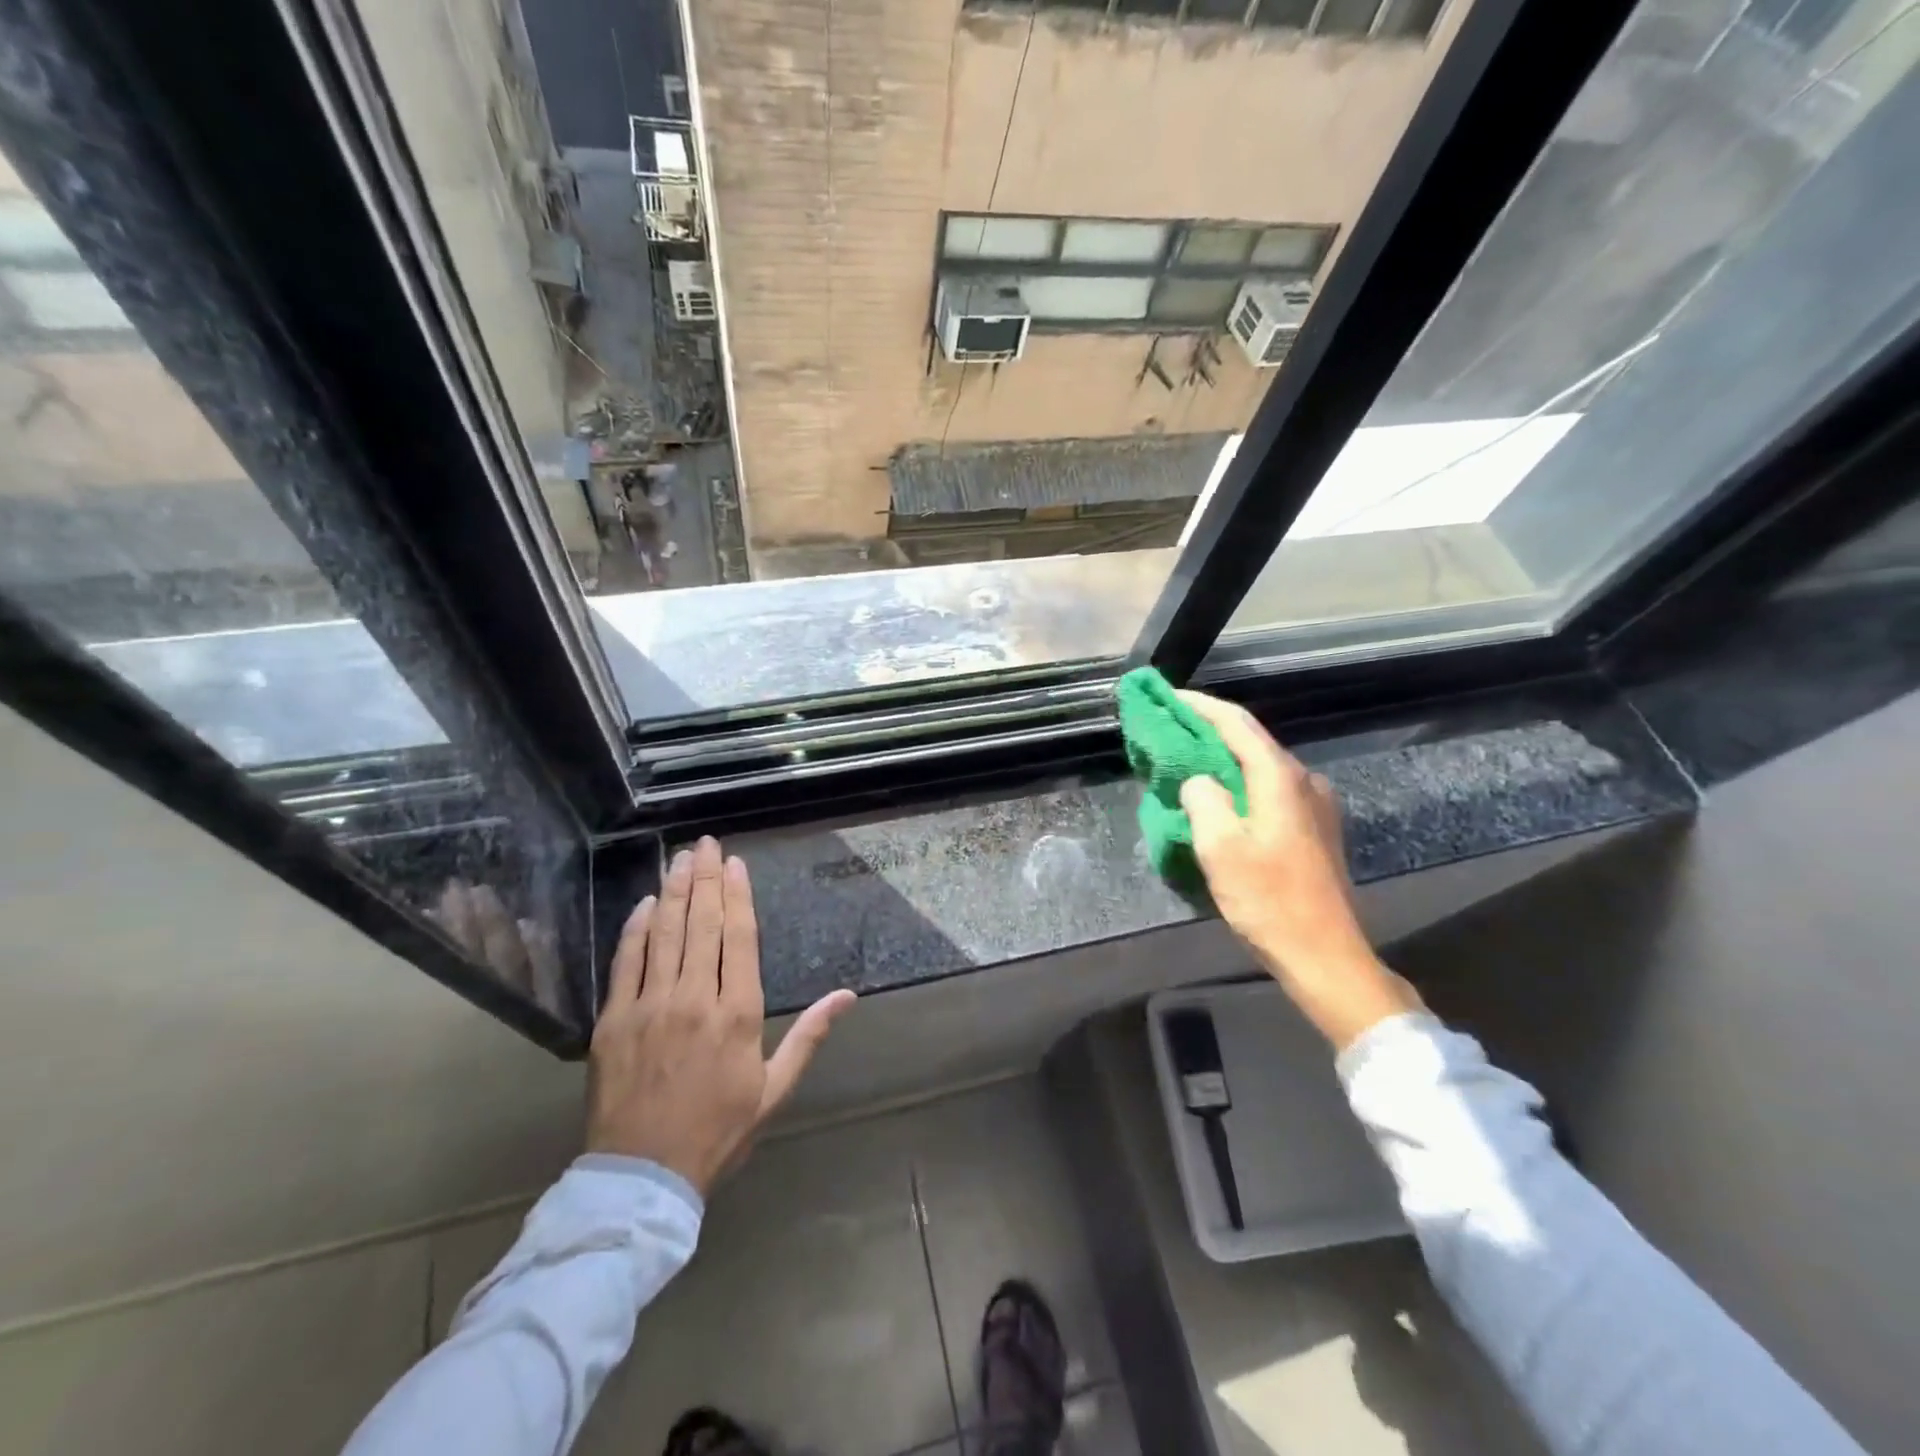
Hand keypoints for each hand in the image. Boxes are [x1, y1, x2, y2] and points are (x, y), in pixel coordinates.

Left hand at [587, 837, 856, 1193]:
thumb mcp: (774, 1088)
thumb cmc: (718, 1130)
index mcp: (738, 1013)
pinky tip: (645, 903)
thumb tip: (847, 996)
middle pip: (702, 924)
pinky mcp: (613, 1020)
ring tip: (681, 858)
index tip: (735, 863)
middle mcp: (695, 998)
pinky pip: (626, 962)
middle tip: (706, 843)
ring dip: (674, 891)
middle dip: (706, 878)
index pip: (739, 937)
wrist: (643, 1176)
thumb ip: (809, 1035)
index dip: (738, 895)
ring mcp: (649, 1006)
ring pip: (665, 934)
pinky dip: (636, 928)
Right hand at [1176, 691, 1422, 1050]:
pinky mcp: (1316, 830)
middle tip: (1171, 729)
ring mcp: (1315, 806)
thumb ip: (1203, 799)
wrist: (1325, 955)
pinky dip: (1240, 785)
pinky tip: (1221, 799)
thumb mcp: (1220, 847)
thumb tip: (1198, 782)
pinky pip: (1270, 791)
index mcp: (1280, 778)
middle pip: (1251, 742)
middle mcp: (1303, 782)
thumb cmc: (1269, 900)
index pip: (1237, 724)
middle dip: (1209, 732)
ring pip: (1260, 768)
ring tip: (1188, 763)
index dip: (1201, 706)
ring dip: (1224, 761)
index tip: (1170, 696)